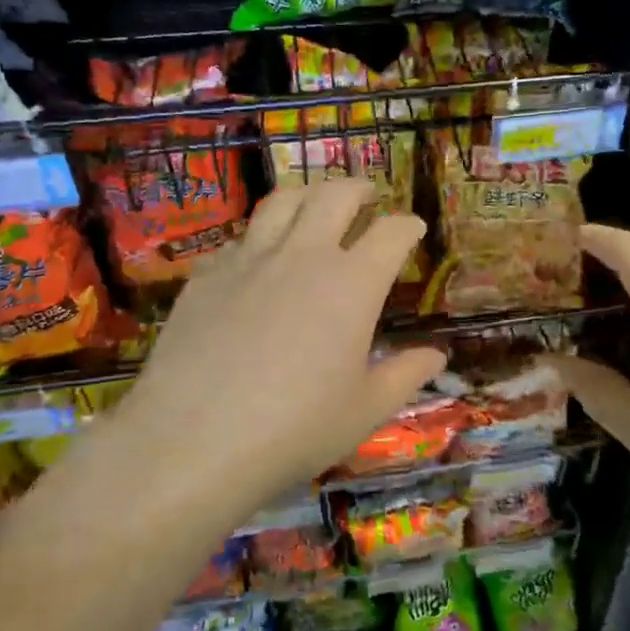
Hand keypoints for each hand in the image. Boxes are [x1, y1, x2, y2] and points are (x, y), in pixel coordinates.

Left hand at [108, 179, 445, 514]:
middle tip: (367, 197)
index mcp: (352, 283)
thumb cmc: (294, 430)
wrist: (192, 441)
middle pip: (335, 195)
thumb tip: (438, 355)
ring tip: (314, 206)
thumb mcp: (365, 410)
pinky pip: (240, 239)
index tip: (413, 229)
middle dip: (358, 189)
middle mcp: (304, 255)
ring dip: (307, 196)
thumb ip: (405, 374)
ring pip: (282, 202)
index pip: (391, 232)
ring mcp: (250, 259)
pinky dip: (260, 239)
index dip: (408, 225)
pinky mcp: (207, 274)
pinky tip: (259, 262)